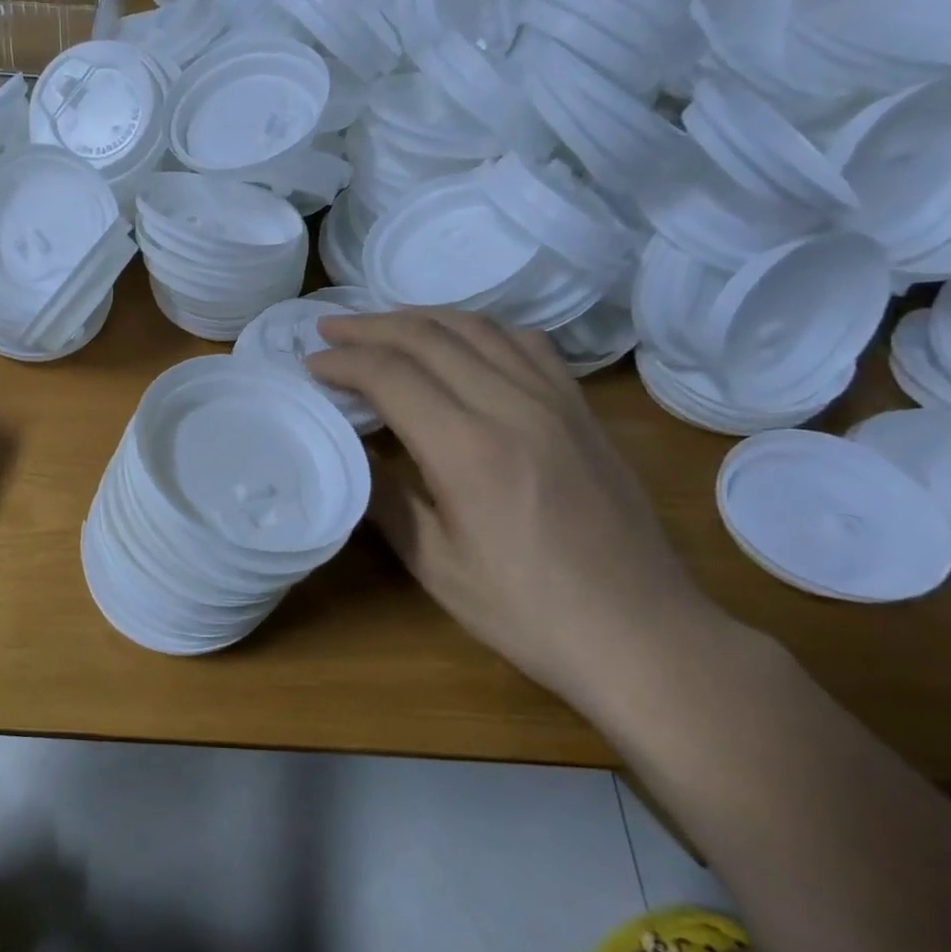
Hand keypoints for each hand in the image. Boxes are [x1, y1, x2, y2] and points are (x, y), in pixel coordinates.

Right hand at [307, 309, 718, 697]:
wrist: (640, 632)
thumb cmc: (524, 610)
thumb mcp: (433, 564)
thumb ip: (383, 496)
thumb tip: (348, 448)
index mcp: (469, 450)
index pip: (391, 376)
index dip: (343, 363)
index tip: (310, 364)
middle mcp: (514, 407)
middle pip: (429, 338)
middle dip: (369, 328)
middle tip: (328, 330)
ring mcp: (556, 401)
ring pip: (477, 328)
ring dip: (419, 318)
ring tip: (381, 326)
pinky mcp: (582, 409)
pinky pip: (525, 343)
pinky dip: (478, 329)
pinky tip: (460, 342)